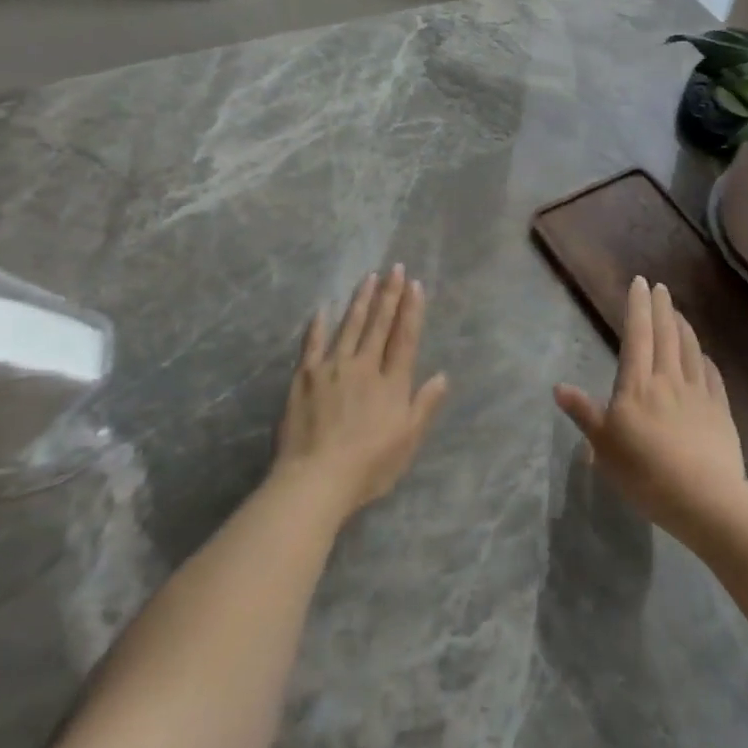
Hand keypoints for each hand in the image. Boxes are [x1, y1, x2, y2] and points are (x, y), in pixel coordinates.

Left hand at [272, 265, 449, 522]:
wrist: (316, 479)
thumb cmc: (369, 466)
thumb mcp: (408, 440)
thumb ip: (425, 405)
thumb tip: (442, 375)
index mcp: (391, 383)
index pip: (404, 338)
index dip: (411, 310)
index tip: (414, 285)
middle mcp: (364, 366)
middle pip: (379, 325)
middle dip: (389, 295)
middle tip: (395, 268)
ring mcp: (332, 368)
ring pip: (350, 326)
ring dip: (361, 301)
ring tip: (369, 277)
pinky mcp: (304, 377)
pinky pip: (313, 344)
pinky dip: (318, 326)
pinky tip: (322, 309)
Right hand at [554, 276, 746, 537]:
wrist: (704, 498)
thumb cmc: (644, 472)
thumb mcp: (604, 447)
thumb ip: (584, 414)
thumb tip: (558, 387)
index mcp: (637, 385)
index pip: (637, 335)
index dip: (638, 307)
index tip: (640, 282)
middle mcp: (668, 380)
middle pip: (666, 335)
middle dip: (661, 307)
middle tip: (660, 287)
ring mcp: (698, 393)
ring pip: (690, 350)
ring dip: (683, 327)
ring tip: (678, 312)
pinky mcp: (720, 411)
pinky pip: (712, 376)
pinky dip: (705, 359)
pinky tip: (704, 355)